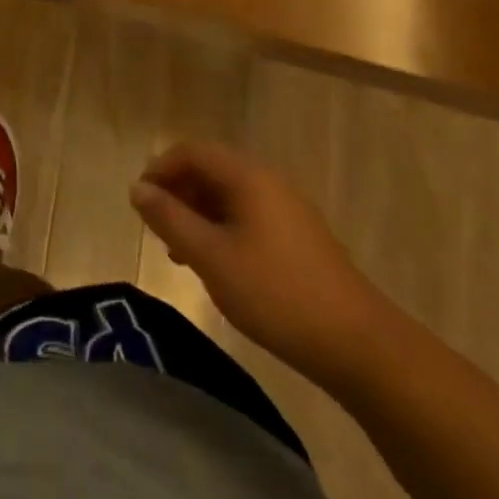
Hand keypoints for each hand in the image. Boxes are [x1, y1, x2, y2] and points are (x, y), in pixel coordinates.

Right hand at [130, 141, 395, 391]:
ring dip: (197, 214)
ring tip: (179, 252)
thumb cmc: (276, 293)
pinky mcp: (298, 237)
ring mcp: (287, 209)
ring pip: (227, 195)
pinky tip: (216, 265)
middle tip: (156, 229)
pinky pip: (246, 216)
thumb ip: (169, 218)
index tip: (139, 203)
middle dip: (177, 193)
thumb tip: (138, 188)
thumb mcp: (210, 256)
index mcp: (247, 176)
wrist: (360, 346)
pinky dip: (221, 229)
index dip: (159, 170)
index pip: (190, 152)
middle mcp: (267, 181)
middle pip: (209, 170)